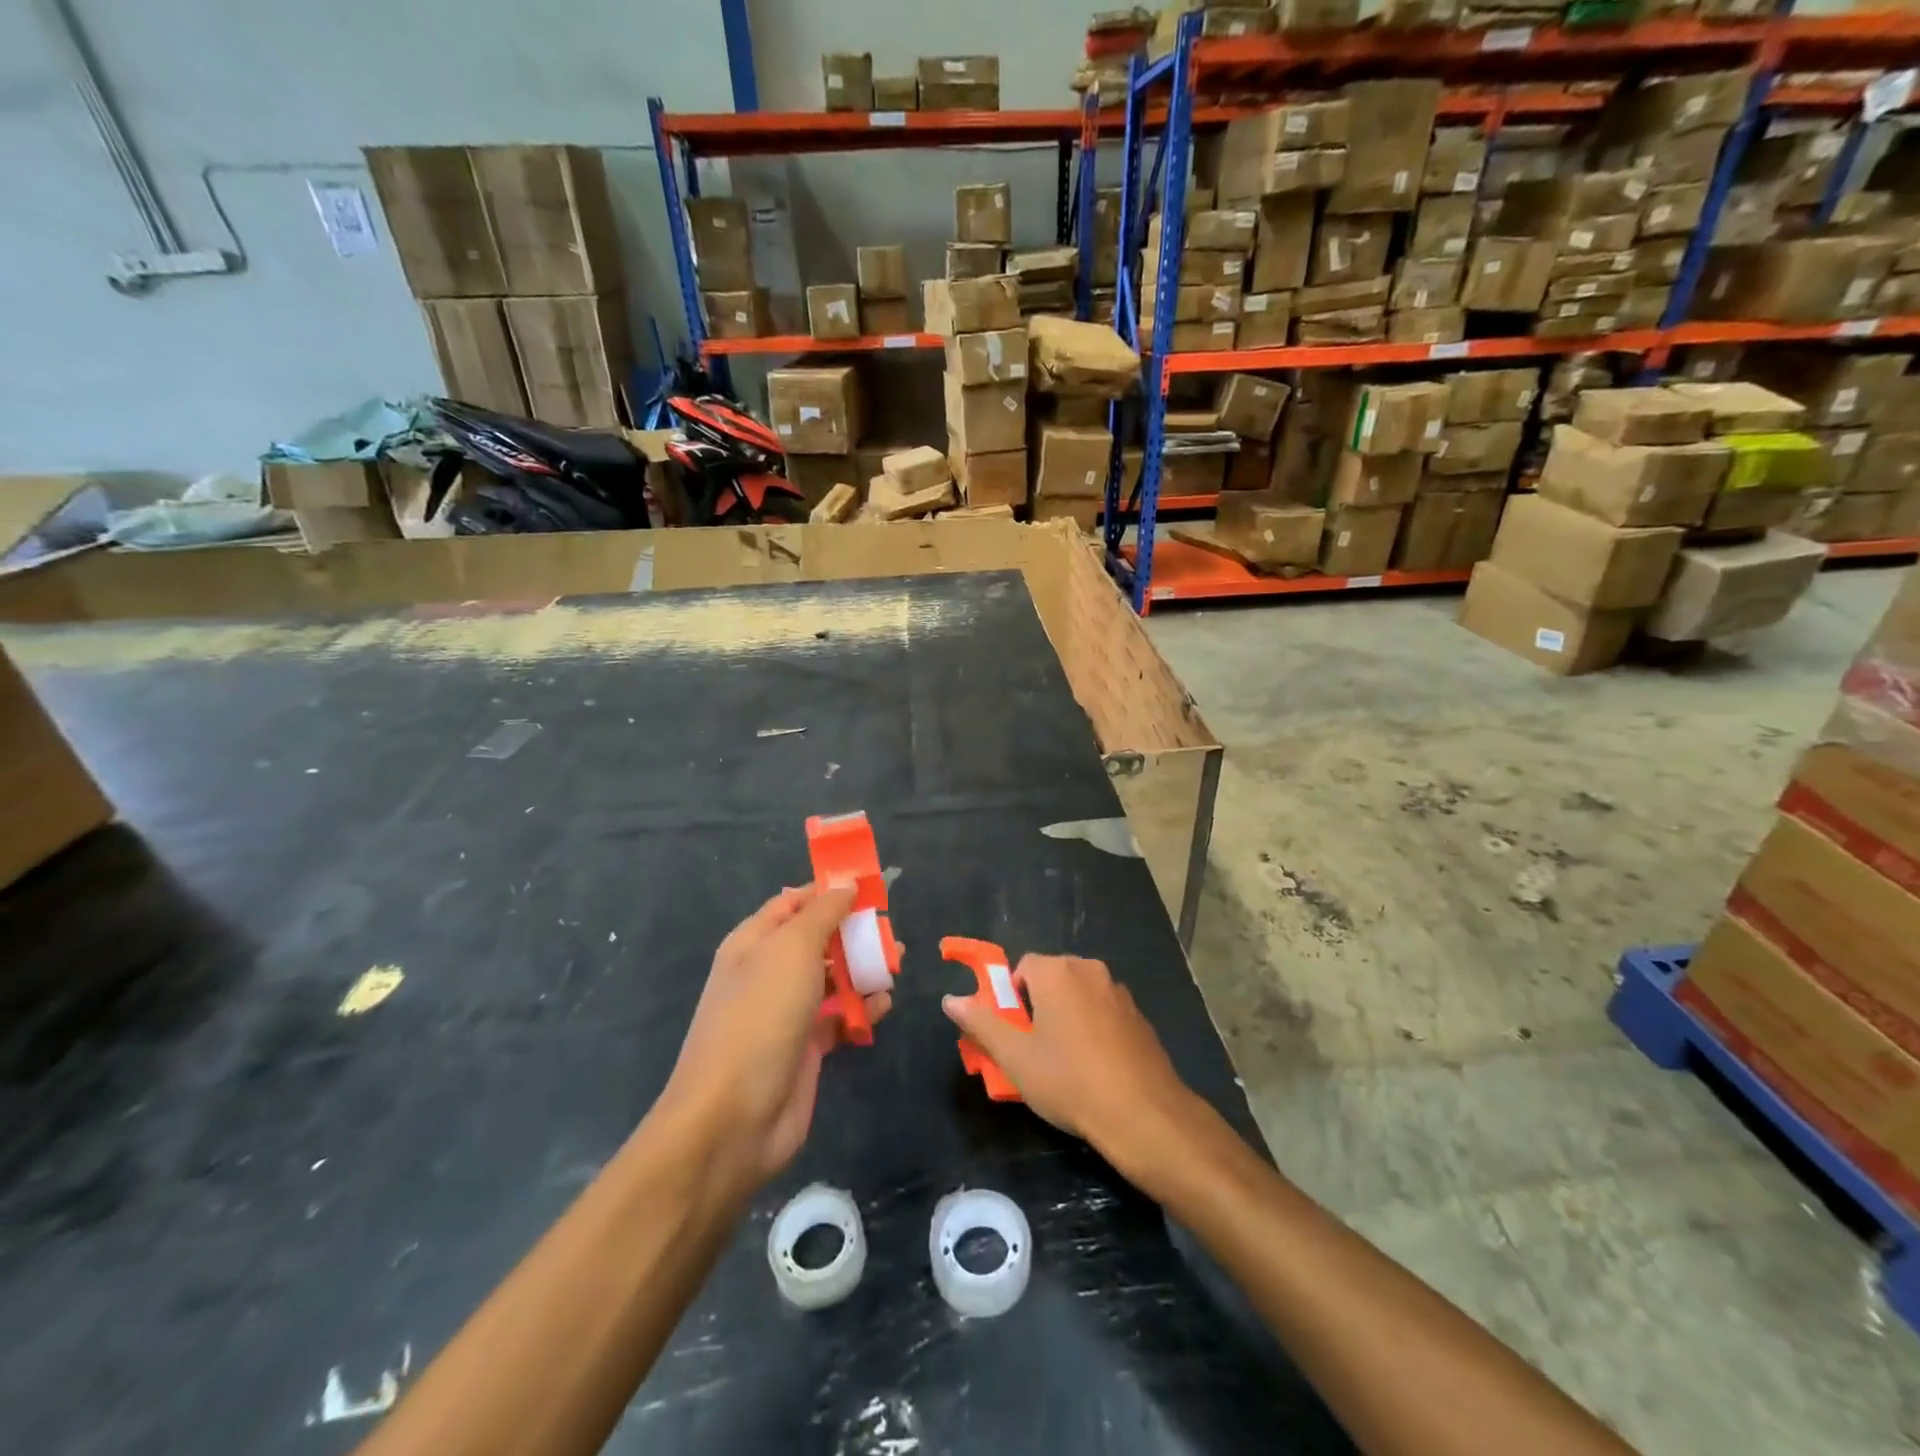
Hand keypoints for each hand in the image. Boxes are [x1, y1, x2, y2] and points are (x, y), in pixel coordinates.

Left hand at [661, 885, 890, 1190]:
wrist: (732, 1118)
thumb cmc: (760, 1016)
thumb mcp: (792, 949)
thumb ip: (822, 913)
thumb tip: (846, 884)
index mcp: (754, 942)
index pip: (794, 902)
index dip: (829, 891)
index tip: (871, 885)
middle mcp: (768, 973)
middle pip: (818, 939)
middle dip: (854, 932)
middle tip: (890, 930)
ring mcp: (786, 1012)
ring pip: (832, 979)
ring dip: (863, 969)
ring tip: (897, 963)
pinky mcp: (806, 1048)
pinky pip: (839, 1018)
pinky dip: (862, 1010)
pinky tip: (883, 1005)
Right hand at [942, 954, 1199, 1162]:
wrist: (1143, 1114)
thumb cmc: (1070, 1080)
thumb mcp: (1015, 1057)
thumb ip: (981, 1023)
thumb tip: (950, 1000)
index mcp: (1057, 972)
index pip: (1022, 968)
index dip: (1011, 998)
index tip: (1012, 1034)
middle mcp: (1090, 970)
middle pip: (1051, 978)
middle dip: (1037, 1007)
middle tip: (1032, 1050)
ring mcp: (1119, 992)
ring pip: (1079, 996)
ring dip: (1066, 1017)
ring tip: (1063, 1063)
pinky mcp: (1139, 1016)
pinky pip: (1103, 1012)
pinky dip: (1093, 1029)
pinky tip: (1094, 1068)